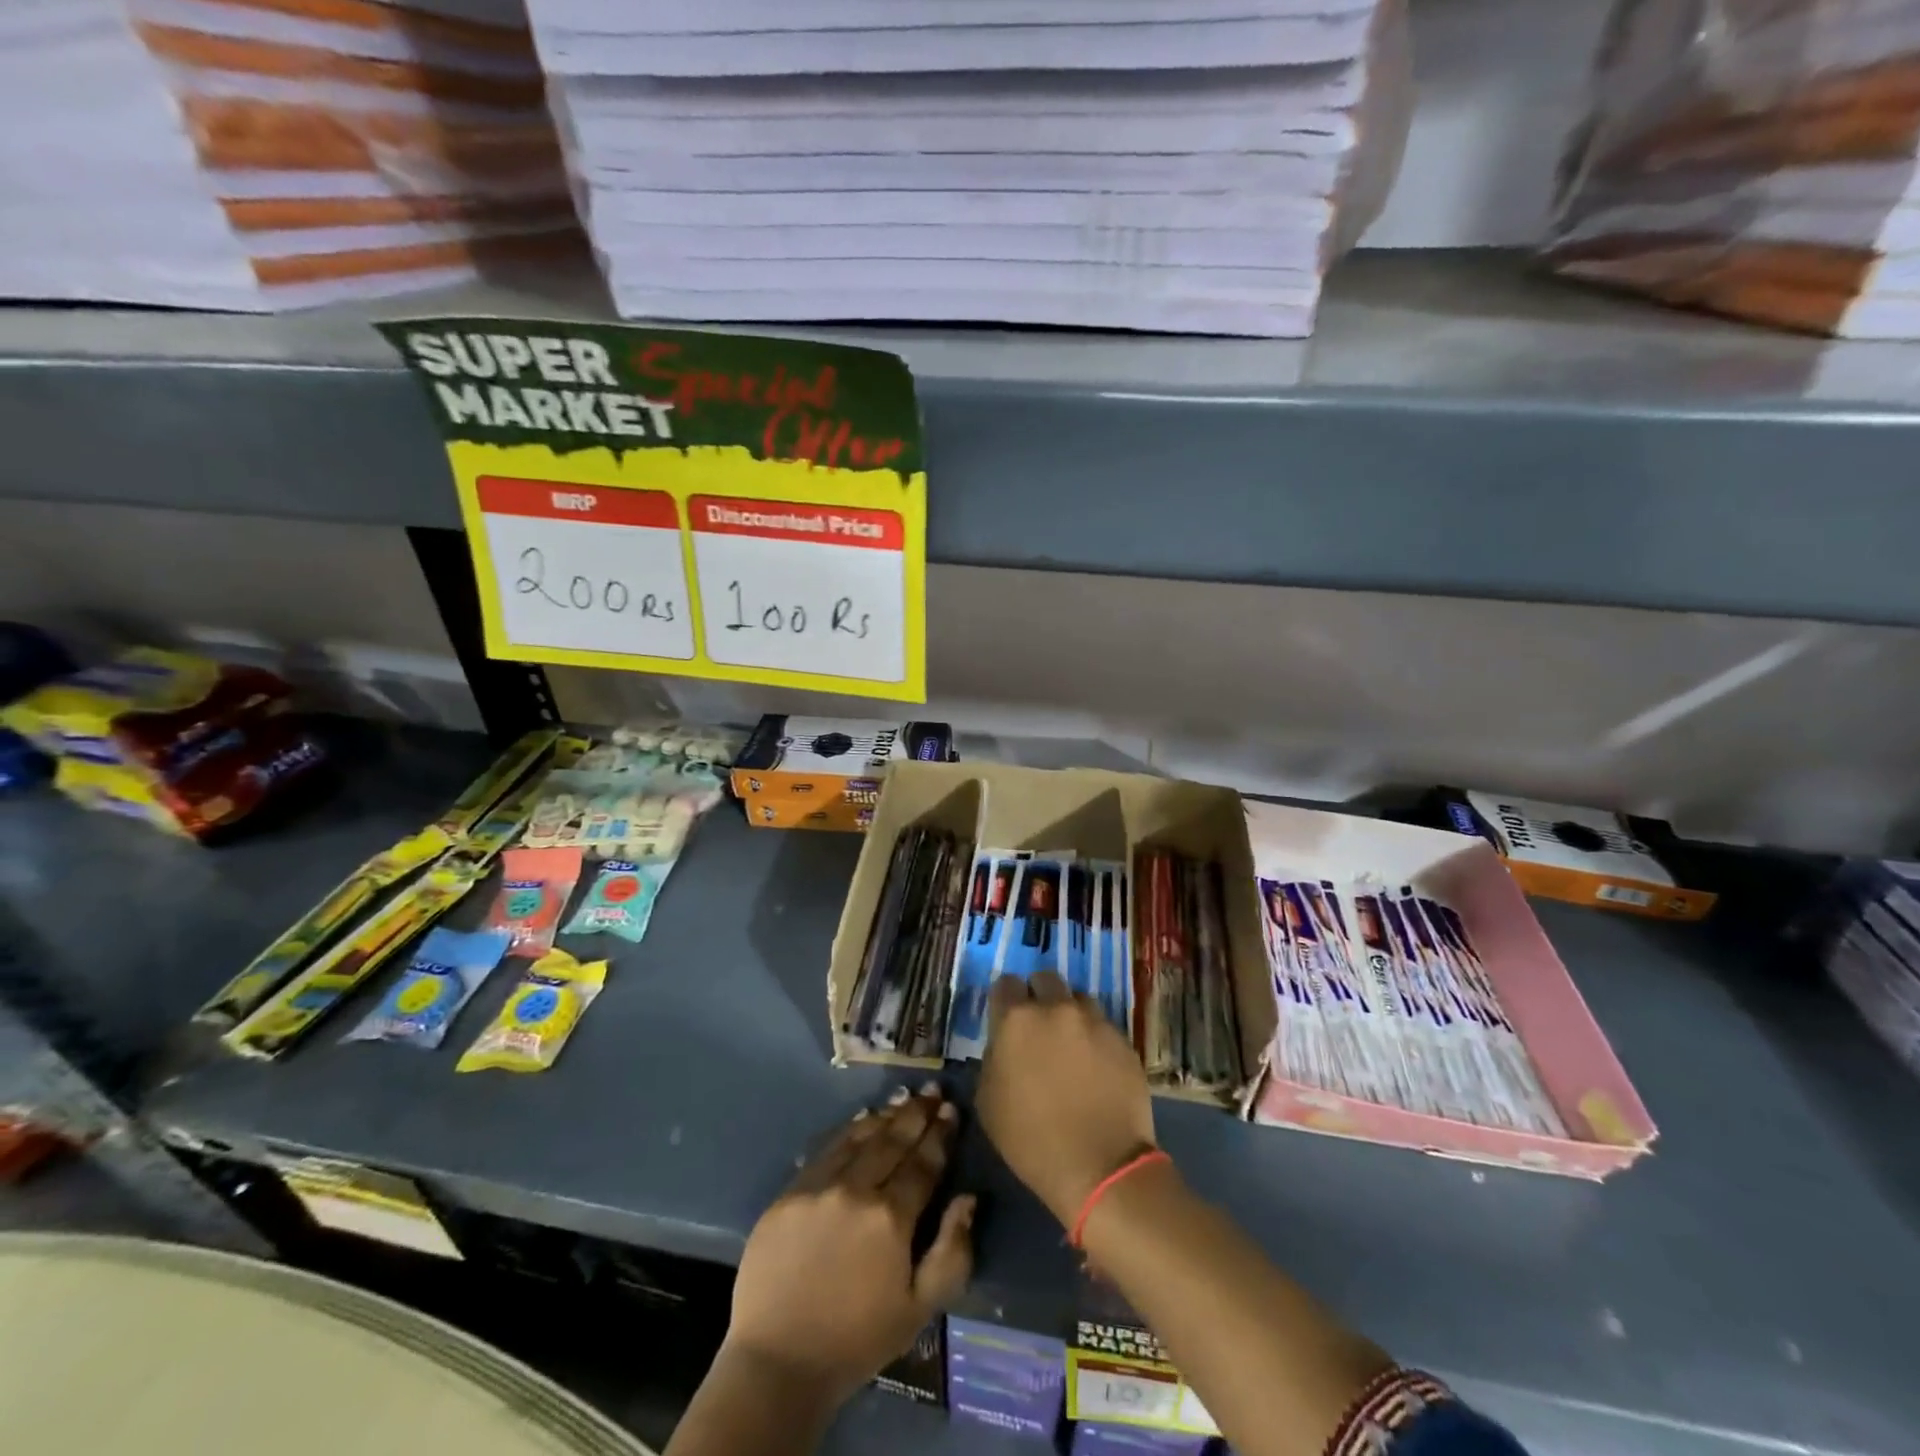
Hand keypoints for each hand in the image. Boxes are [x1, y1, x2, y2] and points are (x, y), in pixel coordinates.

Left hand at [726, 1083, 975, 1406]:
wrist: (778, 1362)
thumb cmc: (857, 1340)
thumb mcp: (919, 1310)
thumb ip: (952, 1252)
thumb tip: (968, 1198)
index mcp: (891, 1219)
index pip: (923, 1163)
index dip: (940, 1134)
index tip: (951, 1110)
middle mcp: (856, 1190)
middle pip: (893, 1140)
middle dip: (916, 1113)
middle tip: (932, 1091)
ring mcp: (819, 1186)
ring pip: (860, 1137)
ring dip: (886, 1116)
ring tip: (903, 1099)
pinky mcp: (790, 1191)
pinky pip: (827, 1150)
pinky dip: (849, 1131)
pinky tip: (862, 1121)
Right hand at [976, 971, 1157, 1226]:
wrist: (1101, 1168)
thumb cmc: (1032, 1141)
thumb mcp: (988, 1101)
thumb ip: (993, 1058)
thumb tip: (1003, 1044)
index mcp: (1017, 1020)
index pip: (1005, 984)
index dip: (1005, 999)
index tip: (1006, 1018)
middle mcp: (1056, 1008)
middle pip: (1045, 979)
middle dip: (1039, 995)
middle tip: (1039, 1026)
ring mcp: (1094, 1021)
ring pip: (1078, 998)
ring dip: (1070, 1013)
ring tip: (1070, 1043)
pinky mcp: (1123, 1039)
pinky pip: (1103, 1025)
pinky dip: (1095, 1037)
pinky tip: (1095, 1065)